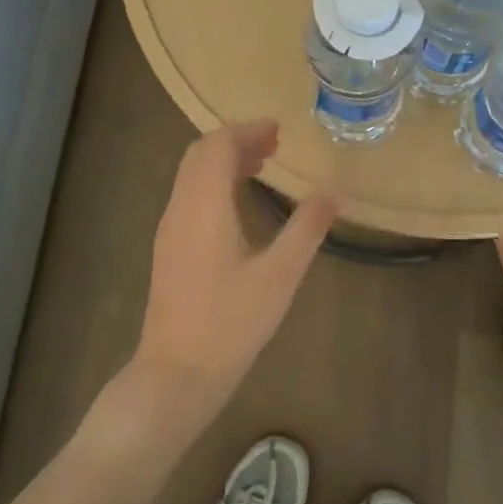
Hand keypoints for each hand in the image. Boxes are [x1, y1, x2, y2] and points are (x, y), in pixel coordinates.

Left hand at [132, 120, 338, 414]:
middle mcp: (179, 208)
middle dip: (235, 141)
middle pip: (200, 153)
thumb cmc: (231, 322)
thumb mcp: (280, 275)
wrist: (177, 373)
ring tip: (261, 167)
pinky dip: (213, 183)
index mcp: (204, 206)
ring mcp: (168, 229)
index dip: (247, 130)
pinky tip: (238, 205)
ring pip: (191, 175)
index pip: (218, 145)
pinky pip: (188, 196)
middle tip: (273, 146)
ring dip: (223, 161)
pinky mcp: (168, 249)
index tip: (279, 131)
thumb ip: (307, 228)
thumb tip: (334, 192)